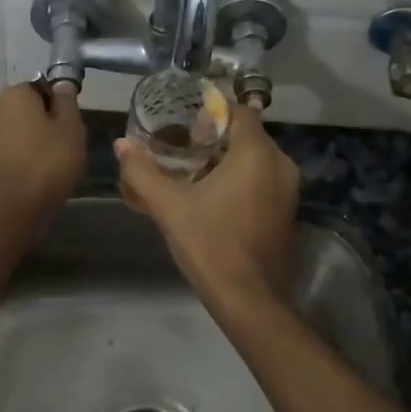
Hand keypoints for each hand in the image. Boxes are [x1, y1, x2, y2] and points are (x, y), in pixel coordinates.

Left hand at [0, 81, 85, 218]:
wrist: (18, 204)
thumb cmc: (50, 159)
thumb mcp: (71, 126)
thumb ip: (67, 100)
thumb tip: (62, 84)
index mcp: (15, 93)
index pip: (41, 87)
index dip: (59, 103)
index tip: (71, 123)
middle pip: (28, 107)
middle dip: (45, 119)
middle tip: (65, 141)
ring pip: (19, 127)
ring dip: (34, 136)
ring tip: (53, 158)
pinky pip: (11, 146)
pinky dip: (23, 152)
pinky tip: (37, 169)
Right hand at [115, 101, 298, 303]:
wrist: (248, 299)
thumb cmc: (210, 244)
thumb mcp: (169, 207)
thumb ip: (143, 172)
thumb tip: (122, 145)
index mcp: (257, 154)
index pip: (241, 112)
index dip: (213, 113)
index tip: (186, 125)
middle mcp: (281, 165)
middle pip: (248, 135)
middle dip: (218, 138)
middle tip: (183, 149)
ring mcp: (289, 191)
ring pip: (258, 160)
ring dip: (229, 160)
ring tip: (194, 173)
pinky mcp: (288, 212)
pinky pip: (265, 181)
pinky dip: (243, 180)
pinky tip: (215, 198)